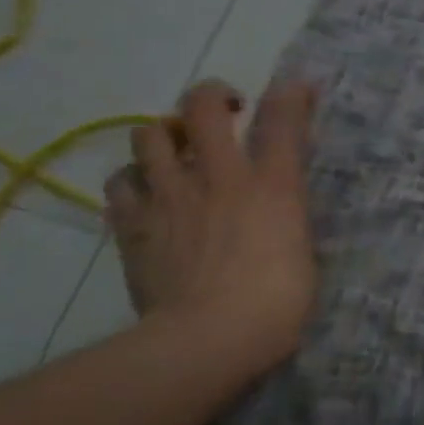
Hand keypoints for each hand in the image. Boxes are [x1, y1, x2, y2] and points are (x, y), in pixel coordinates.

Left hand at [104, 78, 318, 374]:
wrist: (208, 337)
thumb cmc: (279, 299)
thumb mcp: (302, 247)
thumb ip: (286, 212)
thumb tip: (276, 203)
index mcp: (272, 184)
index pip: (283, 120)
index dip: (291, 94)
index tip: (297, 87)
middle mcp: (219, 177)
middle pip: (202, 108)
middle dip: (214, 95)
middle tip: (226, 110)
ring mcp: (169, 197)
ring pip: (150, 135)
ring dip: (165, 134)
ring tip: (178, 150)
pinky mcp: (134, 225)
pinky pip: (120, 183)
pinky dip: (134, 179)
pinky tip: (147, 192)